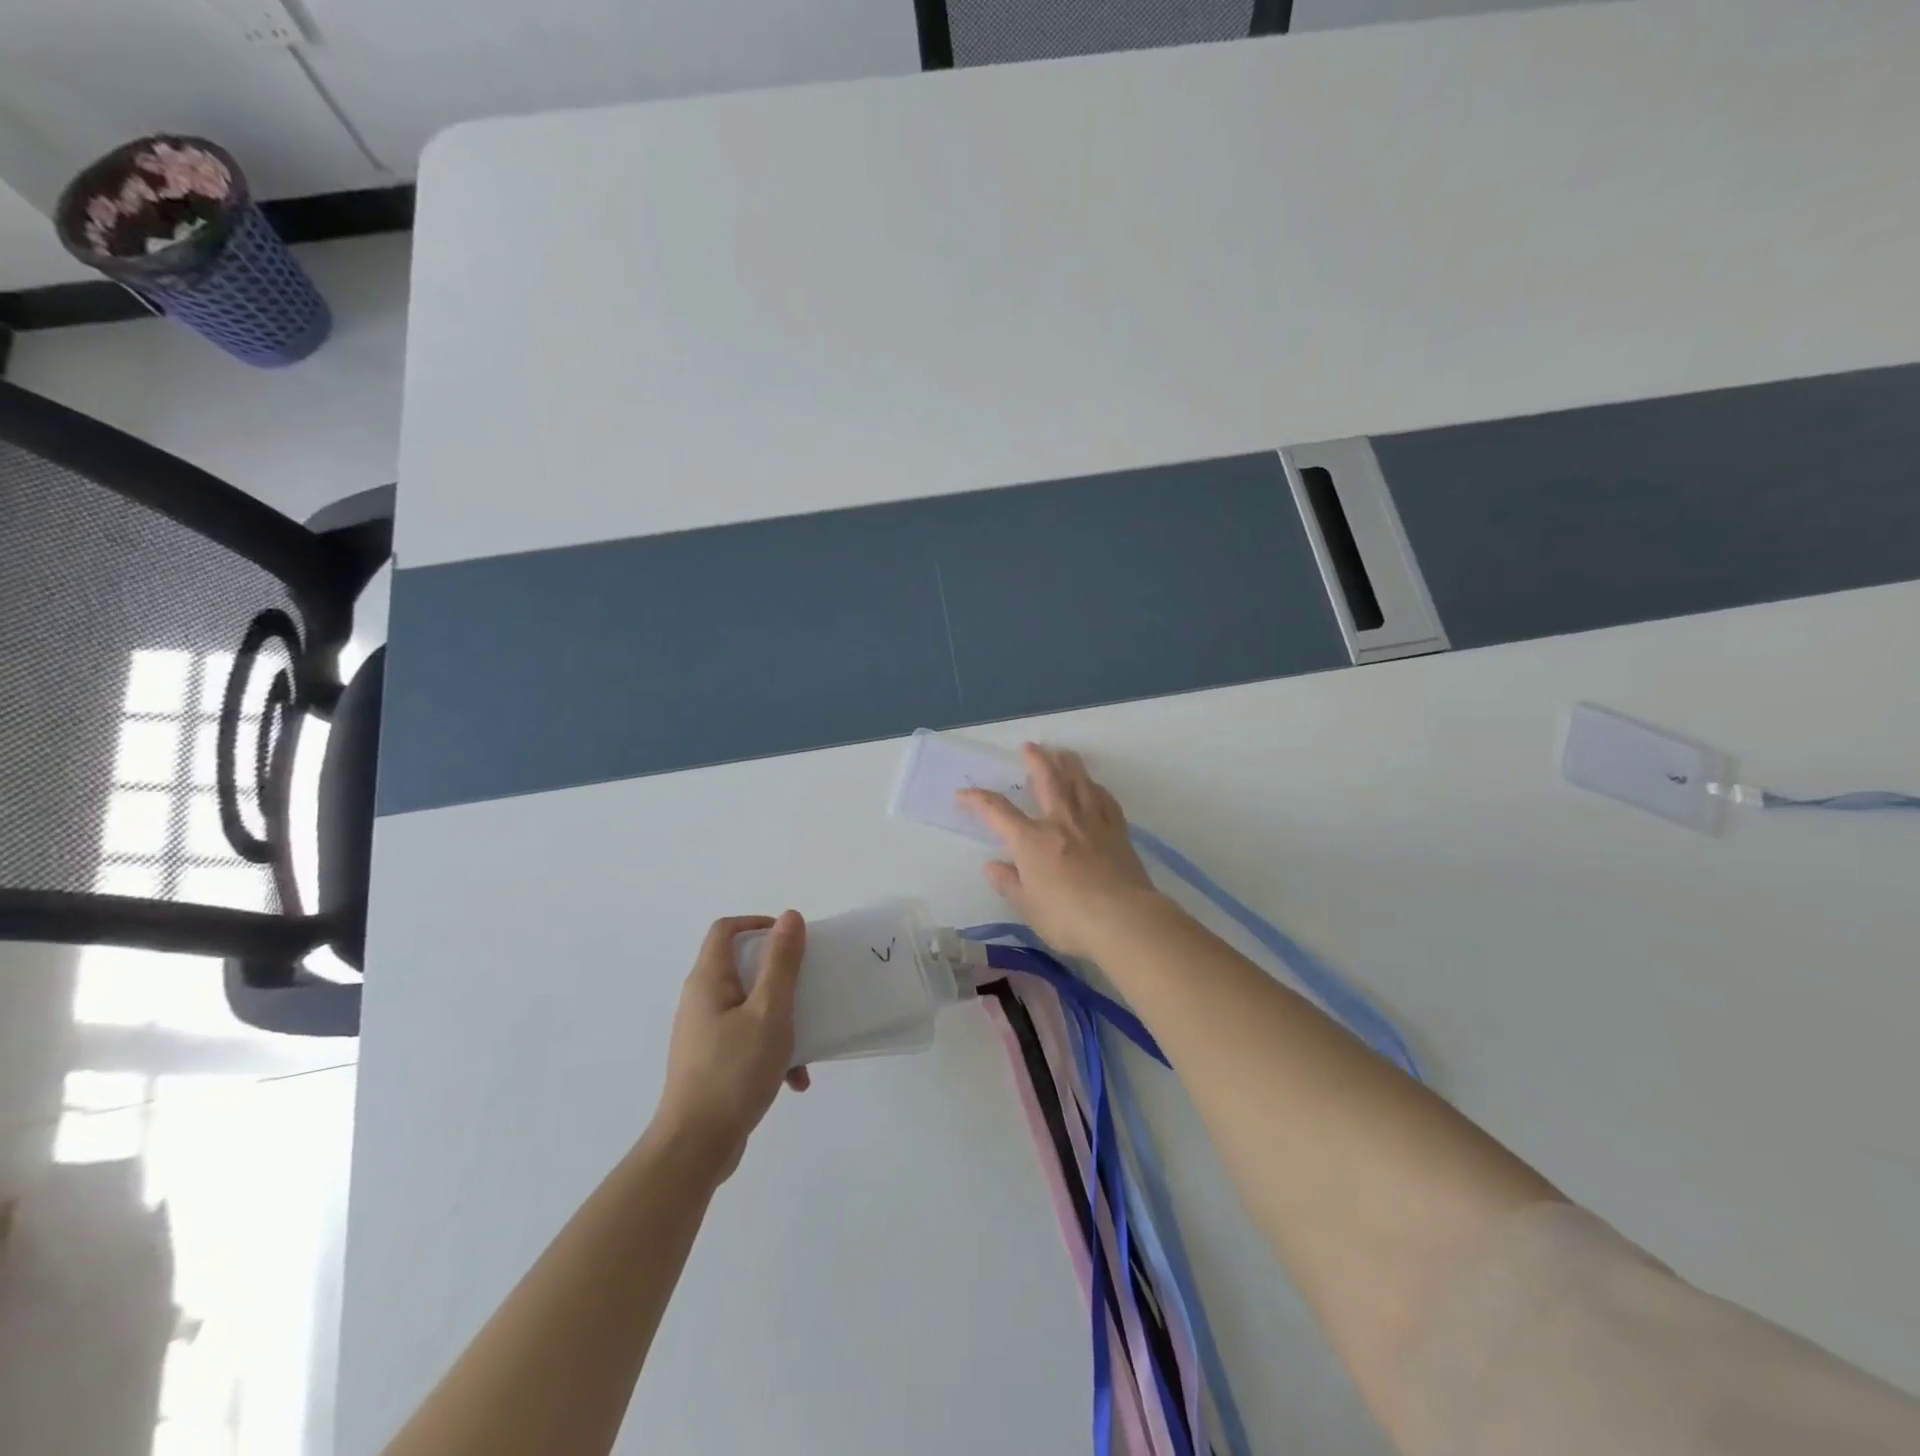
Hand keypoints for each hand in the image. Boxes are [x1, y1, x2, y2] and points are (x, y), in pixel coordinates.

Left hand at [653, 913, 810, 1179]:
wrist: (696, 1147)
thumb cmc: (734, 1070)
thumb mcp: (770, 1010)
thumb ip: (782, 962)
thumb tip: (789, 916)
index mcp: (708, 980)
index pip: (726, 929)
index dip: (758, 924)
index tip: (792, 939)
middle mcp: (700, 1001)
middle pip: (742, 967)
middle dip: (780, 975)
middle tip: (808, 985)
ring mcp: (704, 1034)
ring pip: (750, 1007)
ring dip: (781, 1019)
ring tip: (807, 1043)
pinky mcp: (712, 1063)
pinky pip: (747, 1040)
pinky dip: (772, 1051)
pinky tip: (795, 1080)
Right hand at [958, 743, 1162, 958]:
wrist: (1123, 919)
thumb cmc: (1068, 918)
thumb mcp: (1029, 907)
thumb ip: (1009, 883)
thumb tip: (992, 866)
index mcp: (1032, 840)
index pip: (997, 812)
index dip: (977, 800)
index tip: (962, 794)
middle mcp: (1061, 822)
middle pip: (1047, 779)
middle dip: (1035, 760)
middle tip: (1029, 746)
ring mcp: (1092, 823)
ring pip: (1079, 782)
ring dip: (1068, 763)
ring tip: (1063, 752)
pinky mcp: (1118, 832)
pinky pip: (1105, 800)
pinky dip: (1096, 788)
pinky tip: (1095, 786)